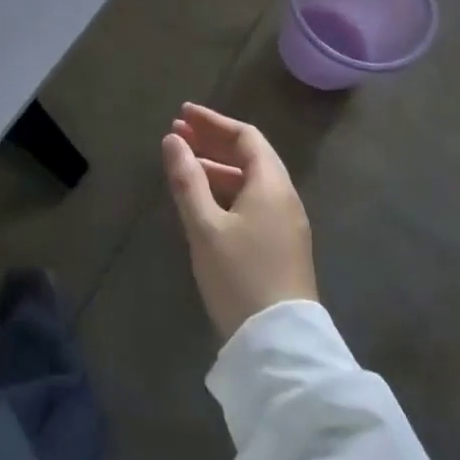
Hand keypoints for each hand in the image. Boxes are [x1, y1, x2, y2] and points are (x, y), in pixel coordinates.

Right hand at [162, 103, 317, 343]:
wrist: (279, 345)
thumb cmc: (240, 277)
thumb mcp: (205, 227)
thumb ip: (187, 180)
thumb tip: (172, 140)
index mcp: (271, 185)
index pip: (245, 137)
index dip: (213, 122)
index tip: (183, 114)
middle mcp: (284, 197)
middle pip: (250, 156)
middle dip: (213, 141)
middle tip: (178, 133)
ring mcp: (286, 223)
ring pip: (251, 181)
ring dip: (218, 166)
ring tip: (184, 164)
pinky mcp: (282, 246)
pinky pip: (254, 201)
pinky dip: (227, 190)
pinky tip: (205, 201)